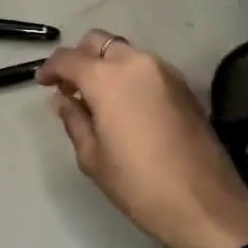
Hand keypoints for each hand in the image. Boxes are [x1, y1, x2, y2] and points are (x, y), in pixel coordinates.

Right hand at [39, 30, 247, 247]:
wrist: (204, 205)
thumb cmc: (139, 185)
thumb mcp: (93, 157)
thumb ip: (74, 120)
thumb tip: (63, 100)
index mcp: (108, 79)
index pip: (69, 58)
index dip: (51, 68)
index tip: (43, 83)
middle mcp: (137, 63)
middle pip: (100, 42)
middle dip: (80, 58)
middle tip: (71, 87)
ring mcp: (166, 72)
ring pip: (126, 53)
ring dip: (107, 66)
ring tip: (97, 99)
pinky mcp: (184, 86)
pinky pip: (147, 69)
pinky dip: (130, 76)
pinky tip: (125, 106)